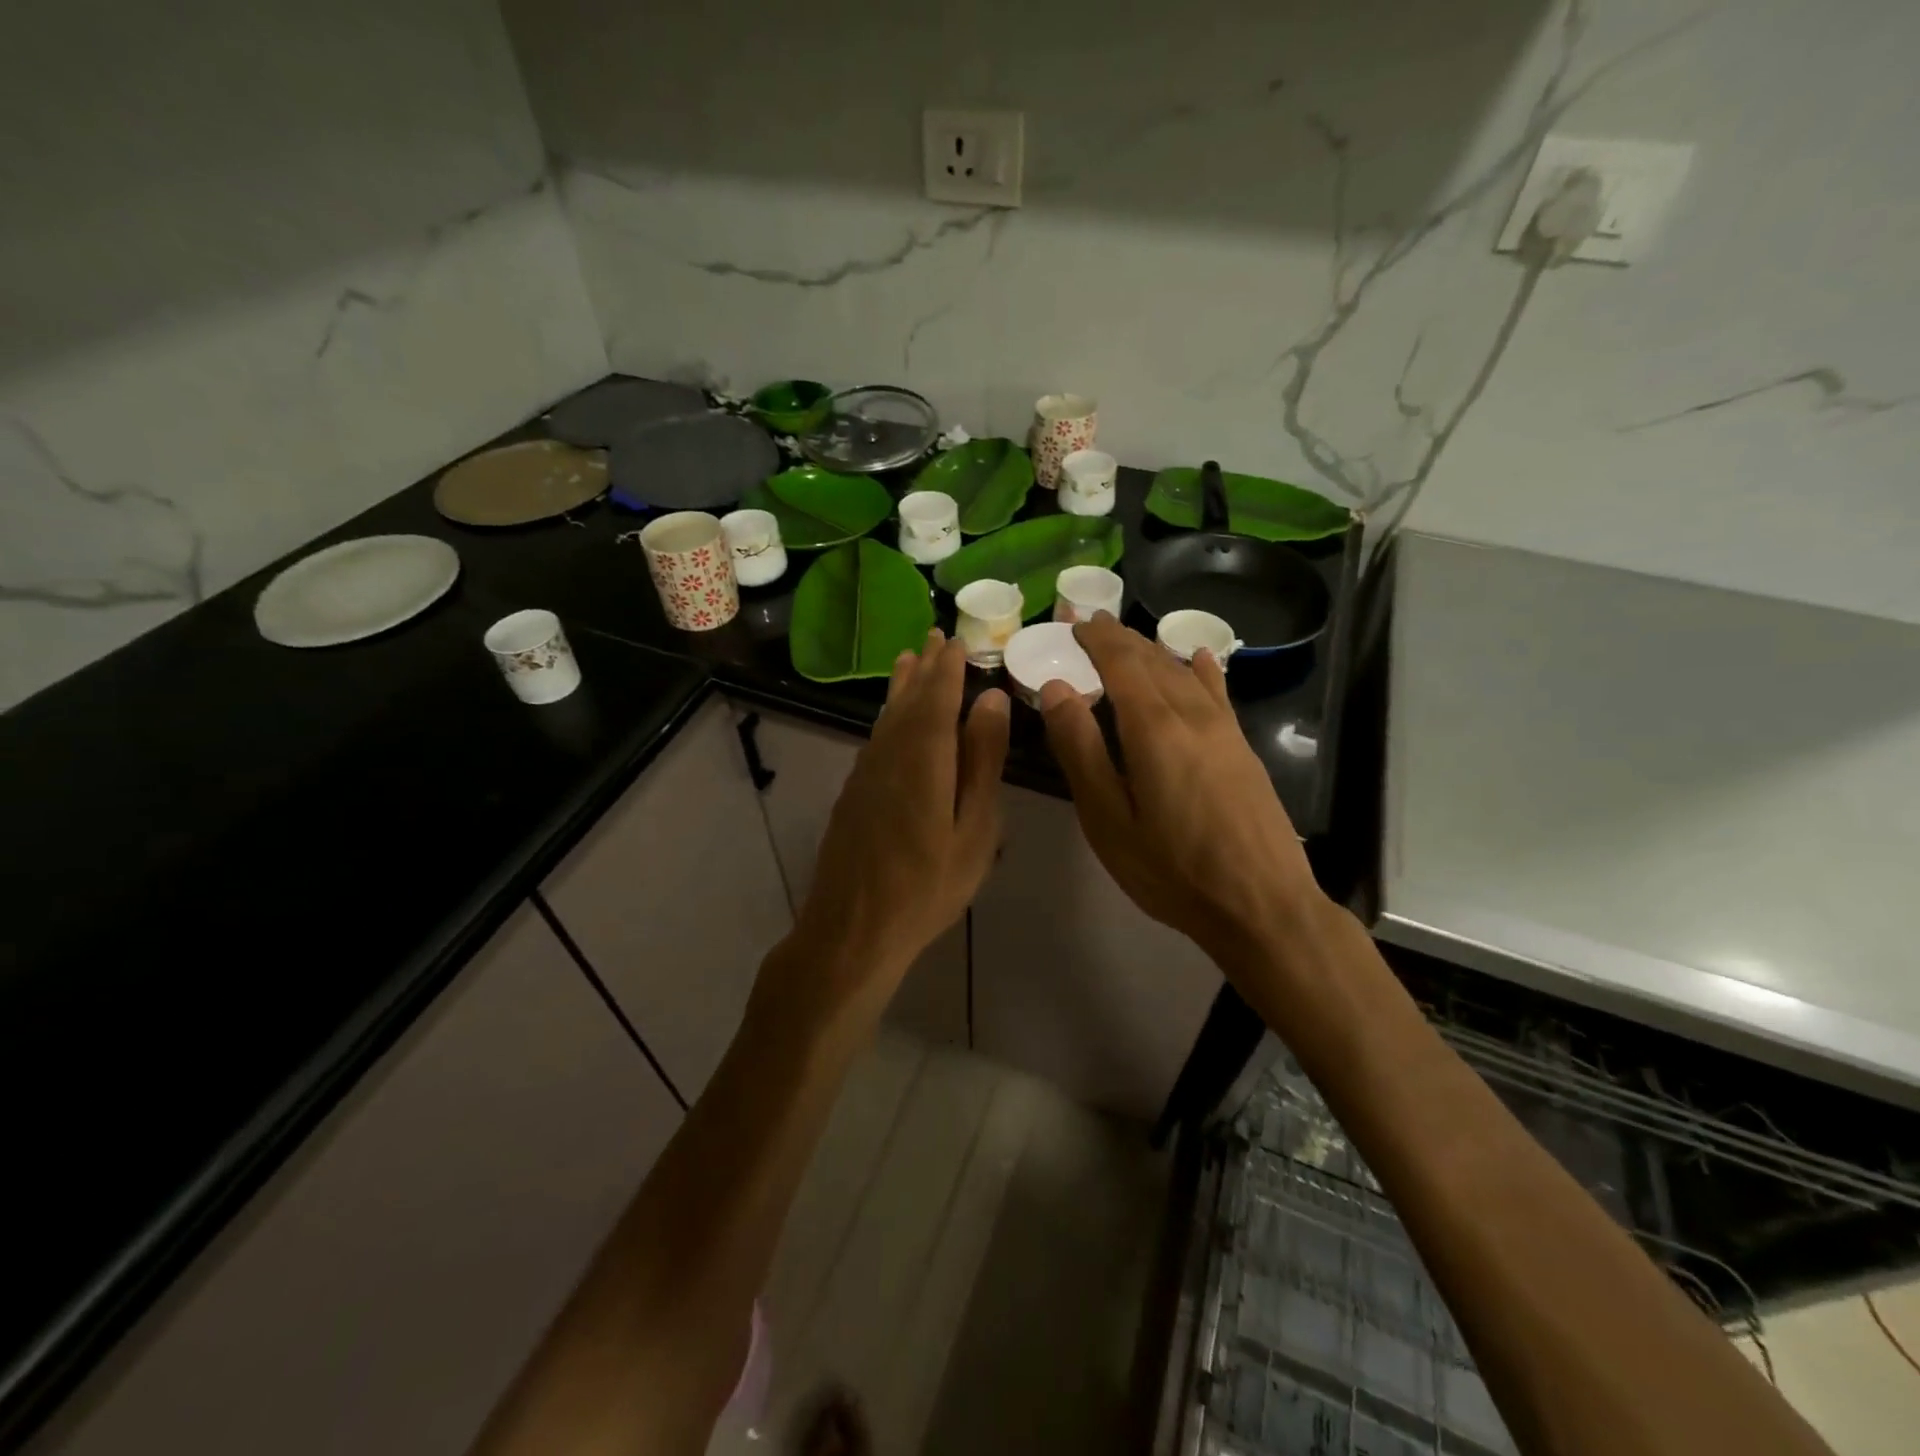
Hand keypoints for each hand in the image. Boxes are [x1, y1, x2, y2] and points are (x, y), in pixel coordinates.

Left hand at [781, 629, 1008, 1026]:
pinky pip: (876, 737)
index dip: (949, 667)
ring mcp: (866, 772)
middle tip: (934, 636)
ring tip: (910, 659)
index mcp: (923, 757)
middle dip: (924, 667)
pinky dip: (888, 715)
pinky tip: (892, 718)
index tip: (957, 639)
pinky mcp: (854, 792)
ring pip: (887, 716)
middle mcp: (889, 753)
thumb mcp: (973, 829)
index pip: (938, 696)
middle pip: (908, 699)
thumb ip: (982, 761)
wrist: (853, 928)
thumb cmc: (927, 885)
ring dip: (902, 686)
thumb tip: (992, 700)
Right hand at [1038, 616, 1322, 970]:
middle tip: (1092, 625)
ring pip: (1184, 673)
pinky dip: (1201, 670)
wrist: (1261, 904)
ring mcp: (1225, 730)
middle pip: (1153, 661)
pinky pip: (1218, 692)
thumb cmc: (1171, 869)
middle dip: (1121, 639)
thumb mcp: (1108, 819)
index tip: (1075, 624)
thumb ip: (1080, 750)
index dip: (1097, 640)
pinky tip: (1198, 658)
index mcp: (1154, 729)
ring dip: (1153, 651)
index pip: (1122, 663)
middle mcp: (1192, 715)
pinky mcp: (1243, 749)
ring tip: (1129, 640)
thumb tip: (1056, 689)